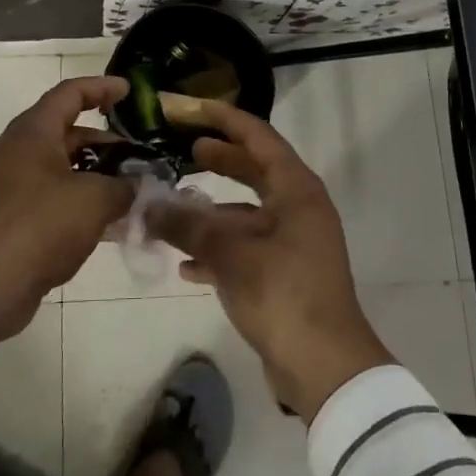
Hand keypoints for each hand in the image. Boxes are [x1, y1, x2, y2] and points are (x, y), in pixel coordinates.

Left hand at [0, 76, 133, 345]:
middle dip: (104, 142)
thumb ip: (123, 186)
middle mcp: (17, 151)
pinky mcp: (10, 217)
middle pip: (66, 132)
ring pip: (61, 168)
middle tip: (137, 156)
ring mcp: (10, 185)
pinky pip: (51, 197)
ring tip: (129, 190)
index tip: (128, 92)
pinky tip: (107, 223)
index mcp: (33, 132)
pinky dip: (79, 201)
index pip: (70, 94)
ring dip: (94, 175)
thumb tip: (135, 185)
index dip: (101, 88)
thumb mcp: (95, 200)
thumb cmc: (42, 225)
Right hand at [147, 101, 392, 421]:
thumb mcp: (232, 255)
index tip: (192, 109)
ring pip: (246, 213)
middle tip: (184, 150)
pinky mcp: (284, 274)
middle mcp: (298, 209)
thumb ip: (189, 225)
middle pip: (254, 171)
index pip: (259, 138)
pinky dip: (218, 251)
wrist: (325, 366)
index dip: (225, 120)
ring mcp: (293, 242)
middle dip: (220, 160)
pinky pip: (246, 248)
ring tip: (172, 209)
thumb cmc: (284, 294)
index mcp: (297, 191)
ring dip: (211, 212)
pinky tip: (185, 265)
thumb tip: (151, 204)